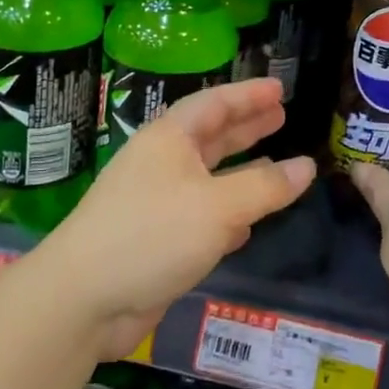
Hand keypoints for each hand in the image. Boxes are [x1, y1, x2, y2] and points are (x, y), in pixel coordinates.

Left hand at [37, 78, 314, 358]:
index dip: (249, 94)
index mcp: (170, 140)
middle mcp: (162, 164)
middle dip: (247, 125)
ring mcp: (157, 202)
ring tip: (275, 162)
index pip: (215, 104)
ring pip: (208, 176)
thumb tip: (307, 167)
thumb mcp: (218, 207)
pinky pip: (201, 214)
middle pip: (212, 135)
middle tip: (282, 115)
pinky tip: (248, 223)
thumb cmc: (151, 235)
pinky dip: (227, 212)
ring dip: (241, 169)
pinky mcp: (156, 240)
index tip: (281, 87)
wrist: (81, 301)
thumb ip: (265, 187)